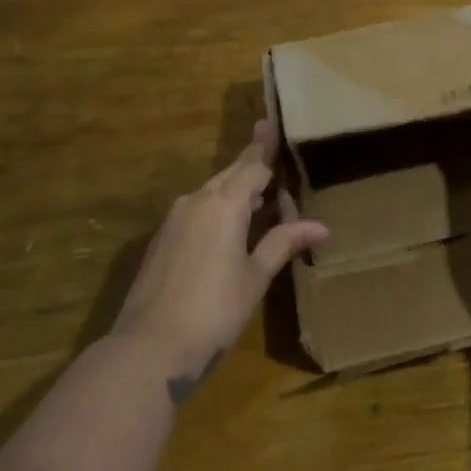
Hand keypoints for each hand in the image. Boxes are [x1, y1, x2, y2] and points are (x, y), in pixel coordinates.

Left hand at [112, 119, 326, 397]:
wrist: (149, 348)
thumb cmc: (215, 310)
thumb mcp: (256, 276)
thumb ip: (284, 243)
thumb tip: (321, 226)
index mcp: (224, 203)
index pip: (253, 165)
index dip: (267, 147)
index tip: (272, 122)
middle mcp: (196, 200)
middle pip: (230, 173)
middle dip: (250, 161)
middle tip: (268, 142)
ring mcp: (174, 219)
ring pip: (211, 191)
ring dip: (234, 187)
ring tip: (258, 190)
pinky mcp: (162, 240)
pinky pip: (196, 210)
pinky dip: (217, 207)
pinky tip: (229, 224)